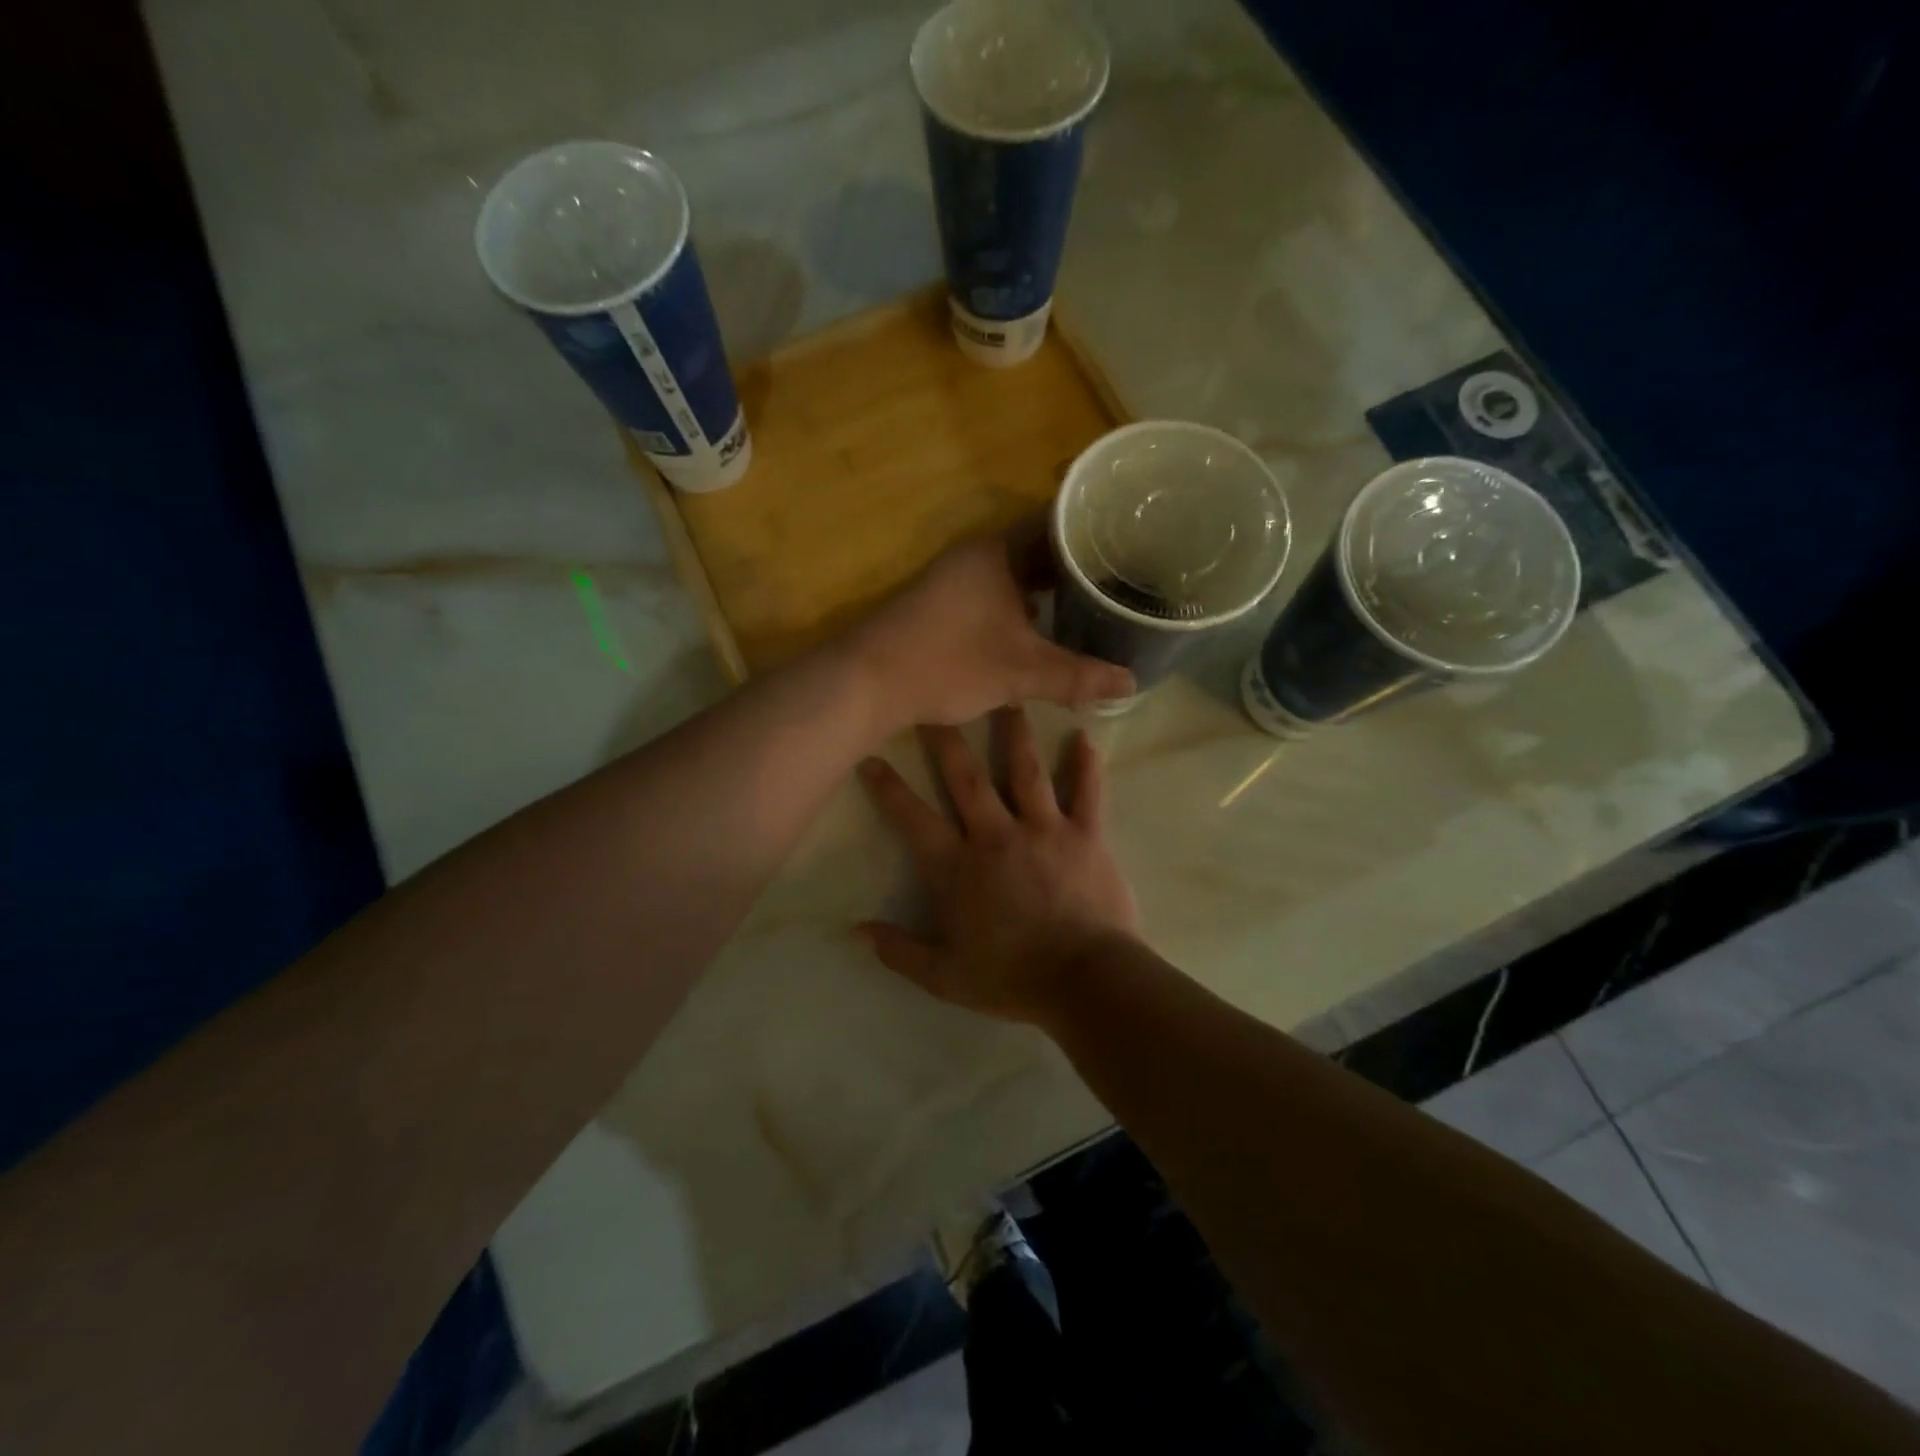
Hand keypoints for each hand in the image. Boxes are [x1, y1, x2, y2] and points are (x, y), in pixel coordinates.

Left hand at [848, 537, 1133, 732]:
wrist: (867, 681)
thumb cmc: (946, 663)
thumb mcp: (1019, 672)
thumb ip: (1077, 677)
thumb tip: (1133, 683)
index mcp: (998, 551)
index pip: (1059, 519)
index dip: (1098, 527)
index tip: (1135, 538)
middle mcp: (978, 555)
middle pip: (1040, 546)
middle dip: (1080, 561)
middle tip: (1127, 576)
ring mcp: (958, 578)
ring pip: (1018, 571)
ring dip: (1052, 585)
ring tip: (1097, 599)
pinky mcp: (945, 603)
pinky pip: (1000, 590)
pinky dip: (1027, 602)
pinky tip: (1046, 625)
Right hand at [856, 708, 1140, 1023]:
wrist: (1083, 980)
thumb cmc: (1010, 978)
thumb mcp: (943, 976)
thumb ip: (898, 950)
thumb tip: (854, 930)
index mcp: (958, 866)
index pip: (913, 818)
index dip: (889, 788)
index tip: (870, 757)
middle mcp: (996, 834)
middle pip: (966, 777)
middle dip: (947, 739)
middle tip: (937, 704)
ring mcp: (1044, 829)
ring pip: (1025, 771)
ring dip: (1016, 734)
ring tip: (1011, 699)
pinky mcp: (1086, 835)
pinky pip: (1087, 793)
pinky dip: (1086, 765)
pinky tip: (1085, 738)